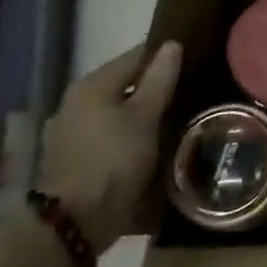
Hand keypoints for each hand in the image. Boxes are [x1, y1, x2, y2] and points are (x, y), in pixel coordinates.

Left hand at [38, 41, 182, 253]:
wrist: (75, 221)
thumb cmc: (113, 159)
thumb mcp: (145, 117)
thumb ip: (159, 79)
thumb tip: (171, 45)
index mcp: (93, 84)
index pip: (135, 56)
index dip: (164, 56)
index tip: (192, 61)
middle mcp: (78, 101)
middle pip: (125, 83)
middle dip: (155, 86)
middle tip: (189, 91)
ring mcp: (73, 130)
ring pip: (118, 109)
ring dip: (143, 112)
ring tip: (176, 117)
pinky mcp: (76, 156)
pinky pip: (110, 132)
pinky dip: (130, 132)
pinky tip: (152, 142)